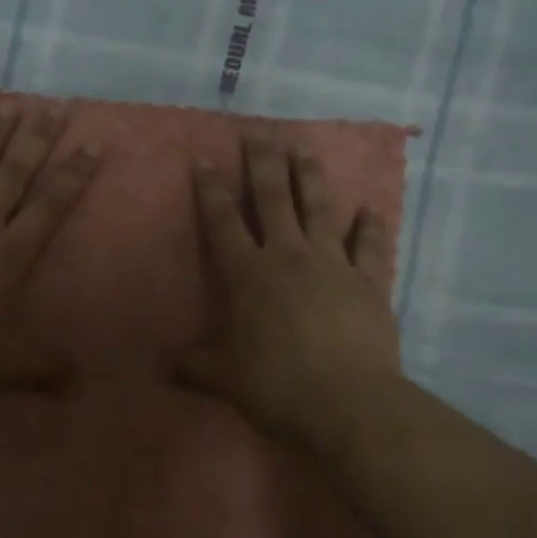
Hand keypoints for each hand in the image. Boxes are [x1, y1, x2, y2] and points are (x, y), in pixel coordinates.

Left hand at [0, 106, 100, 397]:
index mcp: (9, 254)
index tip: (92, 144)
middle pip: (14, 173)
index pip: (51, 204)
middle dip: (37, 139)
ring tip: (6, 106)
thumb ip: (45, 366)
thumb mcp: (7, 366)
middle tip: (53, 106)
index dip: (74, 174)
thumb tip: (82, 380)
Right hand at [179, 137, 401, 455]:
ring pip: (319, 208)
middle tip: (259, 133)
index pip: (223, 223)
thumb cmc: (278, 387)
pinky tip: (368, 209)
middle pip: (273, 199)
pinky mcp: (368, 281)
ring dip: (310, 177)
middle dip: (262, 164)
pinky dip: (369, 226)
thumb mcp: (226, 379)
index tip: (205, 159)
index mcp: (249, 276)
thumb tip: (167, 366)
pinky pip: (368, 245)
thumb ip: (197, 366)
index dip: (211, 190)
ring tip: (303, 149)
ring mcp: (332, 264)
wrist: (349, 404)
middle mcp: (289, 257)